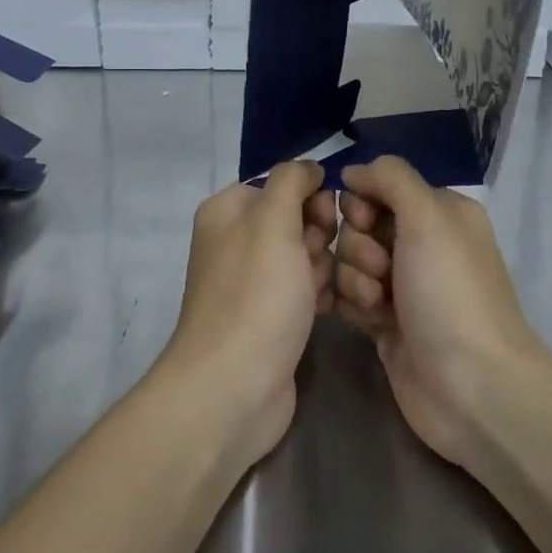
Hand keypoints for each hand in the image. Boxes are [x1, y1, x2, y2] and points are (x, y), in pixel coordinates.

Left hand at [153, 161, 336, 466]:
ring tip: (318, 293)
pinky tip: (325, 311)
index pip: (280, 184)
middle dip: (318, 237)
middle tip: (316, 264)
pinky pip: (304, 290)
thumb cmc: (256, 295)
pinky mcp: (270, 316)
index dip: (309, 198)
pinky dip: (318, 296)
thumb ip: (291, 181)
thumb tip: (308, 168)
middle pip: (296, 219)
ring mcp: (252, 282)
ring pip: (305, 256)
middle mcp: (235, 241)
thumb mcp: (272, 222)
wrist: (235, 384)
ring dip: (323, 269)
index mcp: (227, 211)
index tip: (323, 220)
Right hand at [334, 156, 546, 470]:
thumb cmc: (450, 294)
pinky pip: (348, 296)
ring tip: (379, 305)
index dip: (362, 203)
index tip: (366, 222)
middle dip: (359, 246)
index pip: (379, 187)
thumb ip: (390, 178)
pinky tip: (367, 321)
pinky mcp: (385, 322)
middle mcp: (422, 245)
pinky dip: (351, 304)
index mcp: (440, 213)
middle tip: (381, 272)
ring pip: (349, 261)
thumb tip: (353, 171)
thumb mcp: (428, 218)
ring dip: (355, 279)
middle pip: (359, 224)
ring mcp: (403, 286)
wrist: (470, 387)